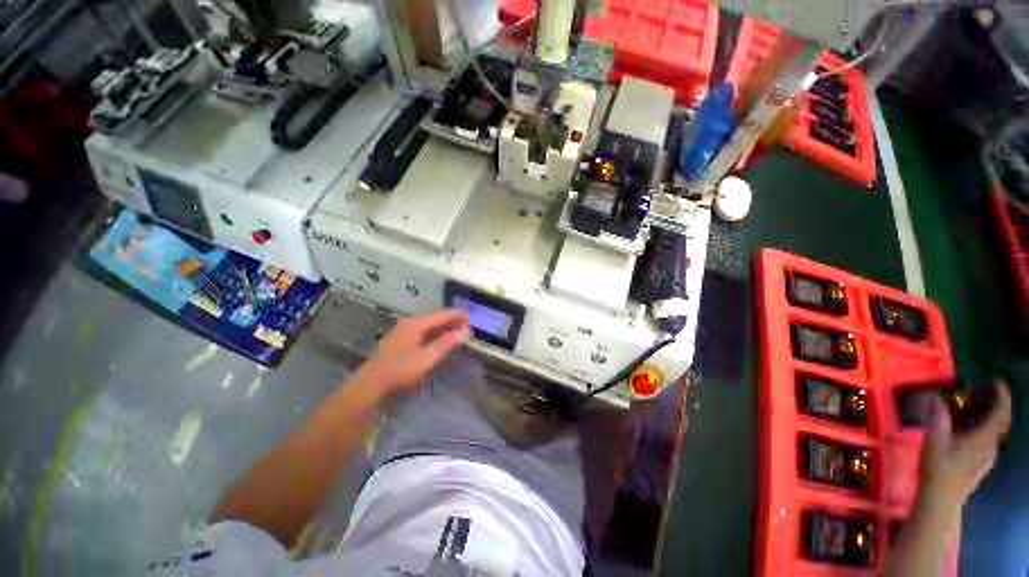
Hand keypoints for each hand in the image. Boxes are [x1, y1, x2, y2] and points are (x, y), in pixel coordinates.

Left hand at [355, 309, 469, 396]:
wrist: (372, 383)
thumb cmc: (400, 369)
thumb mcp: (427, 357)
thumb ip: (446, 343)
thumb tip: (464, 332)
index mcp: (416, 324)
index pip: (441, 315)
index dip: (457, 314)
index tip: (471, 314)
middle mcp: (410, 323)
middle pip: (436, 318)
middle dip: (452, 321)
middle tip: (468, 324)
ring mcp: (405, 331)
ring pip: (430, 325)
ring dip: (445, 327)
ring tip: (460, 329)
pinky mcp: (403, 340)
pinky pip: (424, 332)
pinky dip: (436, 333)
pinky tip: (443, 337)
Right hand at [920, 380, 1011, 504]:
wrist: (941, 499)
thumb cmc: (939, 467)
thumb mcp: (935, 439)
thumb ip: (939, 417)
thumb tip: (938, 397)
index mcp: (984, 437)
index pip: (1001, 412)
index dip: (1002, 395)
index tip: (997, 381)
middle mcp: (991, 446)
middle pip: (1000, 422)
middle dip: (995, 405)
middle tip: (982, 393)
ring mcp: (987, 457)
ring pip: (995, 433)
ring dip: (989, 418)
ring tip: (973, 410)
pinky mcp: (981, 464)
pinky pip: (988, 441)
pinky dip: (983, 429)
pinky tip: (968, 432)